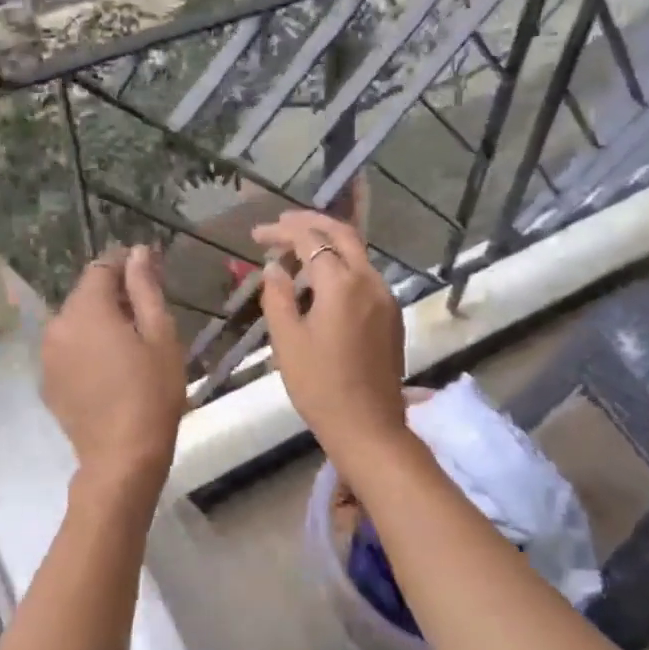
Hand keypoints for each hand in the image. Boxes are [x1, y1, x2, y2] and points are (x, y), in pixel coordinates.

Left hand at [41, 245, 186, 498]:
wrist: (121, 457)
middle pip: (86, 295)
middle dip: (114, 296)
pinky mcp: (48, 381)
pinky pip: (69, 349)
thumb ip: (145, 288)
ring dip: (99, 323)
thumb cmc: (152, 393)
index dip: (125, 265)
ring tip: (130, 346)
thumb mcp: (160, 335)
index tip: (149, 274)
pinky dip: (87, 348)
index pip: (102, 267)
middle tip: (147, 317)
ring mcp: (48, 355)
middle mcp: (58, 325)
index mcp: (87, 309)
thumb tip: (137, 252)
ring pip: (76, 322)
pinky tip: (110, 371)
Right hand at [250, 210, 407, 454]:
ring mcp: (386, 298)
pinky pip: (364, 276)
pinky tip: (320, 281)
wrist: (368, 427)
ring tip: (295, 251)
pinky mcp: (391, 316)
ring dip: (327, 244)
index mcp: (343, 284)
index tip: (257, 235)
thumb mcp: (287, 341)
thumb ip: (278, 296)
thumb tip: (275, 268)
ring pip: (357, 254)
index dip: (282, 231)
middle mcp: (370, 281)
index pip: (310, 240)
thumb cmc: (320, 386)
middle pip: (342, 234)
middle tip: (281, 224)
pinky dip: (341, 266)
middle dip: (310, 223)